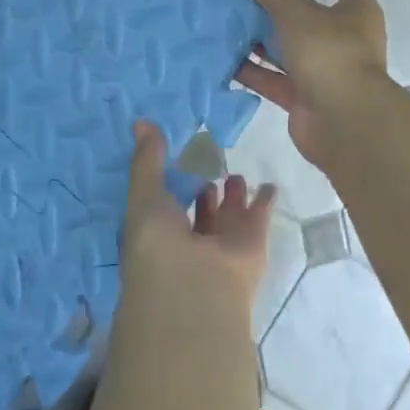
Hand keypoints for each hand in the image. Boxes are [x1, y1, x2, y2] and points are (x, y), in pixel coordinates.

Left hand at [121, 122, 276, 312]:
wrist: (196, 288)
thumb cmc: (158, 243)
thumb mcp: (145, 195)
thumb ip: (148, 160)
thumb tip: (140, 121)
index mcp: (158, 233)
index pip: (164, 205)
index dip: (169, 184)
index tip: (176, 157)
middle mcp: (190, 242)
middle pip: (200, 211)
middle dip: (203, 190)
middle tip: (208, 165)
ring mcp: (222, 245)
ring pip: (229, 215)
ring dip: (232, 196)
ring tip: (234, 176)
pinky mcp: (251, 244)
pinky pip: (259, 215)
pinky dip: (264, 201)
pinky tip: (269, 185)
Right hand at [234, 0, 387, 167]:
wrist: (345, 125)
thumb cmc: (330, 55)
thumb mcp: (298, 14)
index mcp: (357, 10)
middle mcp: (343, 37)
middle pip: (310, 10)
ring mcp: (323, 67)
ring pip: (289, 45)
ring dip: (261, 34)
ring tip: (227, 13)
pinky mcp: (304, 94)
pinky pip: (274, 77)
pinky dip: (252, 69)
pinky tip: (223, 55)